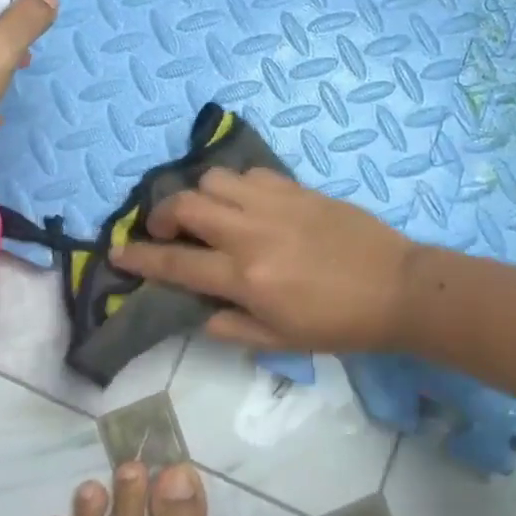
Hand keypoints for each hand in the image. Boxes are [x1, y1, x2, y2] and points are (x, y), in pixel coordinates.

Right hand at [110, 168, 416, 351]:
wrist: (398, 288)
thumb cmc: (339, 324)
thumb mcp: (280, 341)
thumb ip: (230, 326)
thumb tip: (198, 311)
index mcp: (246, 277)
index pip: (176, 263)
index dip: (139, 257)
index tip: (117, 251)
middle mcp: (252, 233)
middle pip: (186, 204)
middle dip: (162, 215)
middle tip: (167, 231)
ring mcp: (275, 204)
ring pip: (215, 179)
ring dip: (201, 195)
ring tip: (210, 214)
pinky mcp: (297, 188)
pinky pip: (251, 174)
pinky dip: (236, 186)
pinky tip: (246, 204)